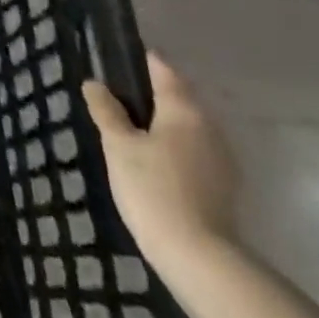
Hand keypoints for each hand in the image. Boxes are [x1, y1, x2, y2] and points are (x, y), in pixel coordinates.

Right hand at [83, 53, 238, 270]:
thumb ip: (107, 111)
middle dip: (150, 94)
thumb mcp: (119, 146)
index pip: (163, 70)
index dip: (140, 60)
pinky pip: (194, 151)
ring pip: (187, 127)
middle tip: (116, 97)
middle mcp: (209, 127)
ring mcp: (221, 158)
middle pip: (178, 98)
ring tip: (130, 131)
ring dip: (163, 123)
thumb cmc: (153, 189)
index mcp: (184, 110)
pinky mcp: (223, 186)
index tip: (117, 59)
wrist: (199, 258)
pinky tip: (153, 162)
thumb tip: (95, 83)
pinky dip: (174, 148)